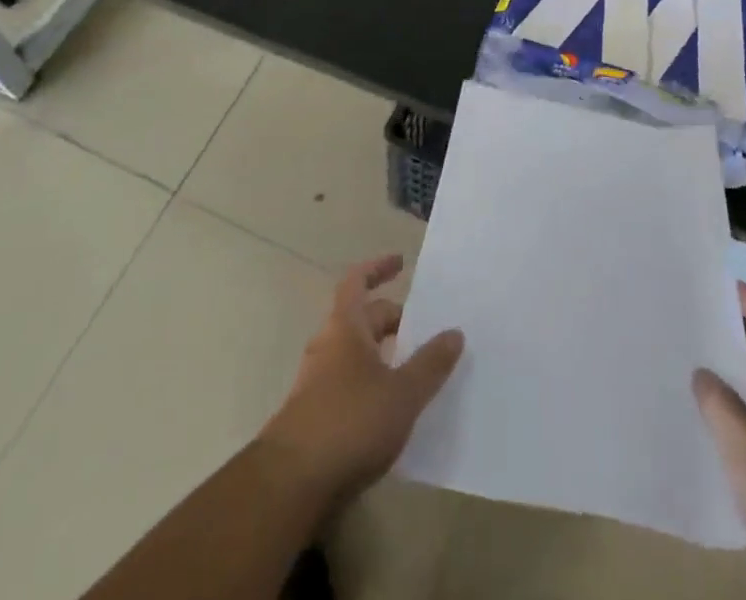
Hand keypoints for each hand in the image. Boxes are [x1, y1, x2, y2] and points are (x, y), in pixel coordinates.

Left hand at [259, 255, 464, 508]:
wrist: (290, 483)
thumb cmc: (350, 422)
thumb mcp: (402, 393)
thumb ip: (430, 363)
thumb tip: (455, 332)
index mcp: (345, 327)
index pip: (358, 281)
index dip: (378, 267)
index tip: (401, 262)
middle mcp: (327, 346)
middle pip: (361, 319)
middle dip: (391, 319)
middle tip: (424, 329)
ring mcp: (316, 382)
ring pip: (354, 354)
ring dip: (382, 354)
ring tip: (414, 368)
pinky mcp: (314, 416)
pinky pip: (348, 384)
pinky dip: (371, 384)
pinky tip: (391, 409)